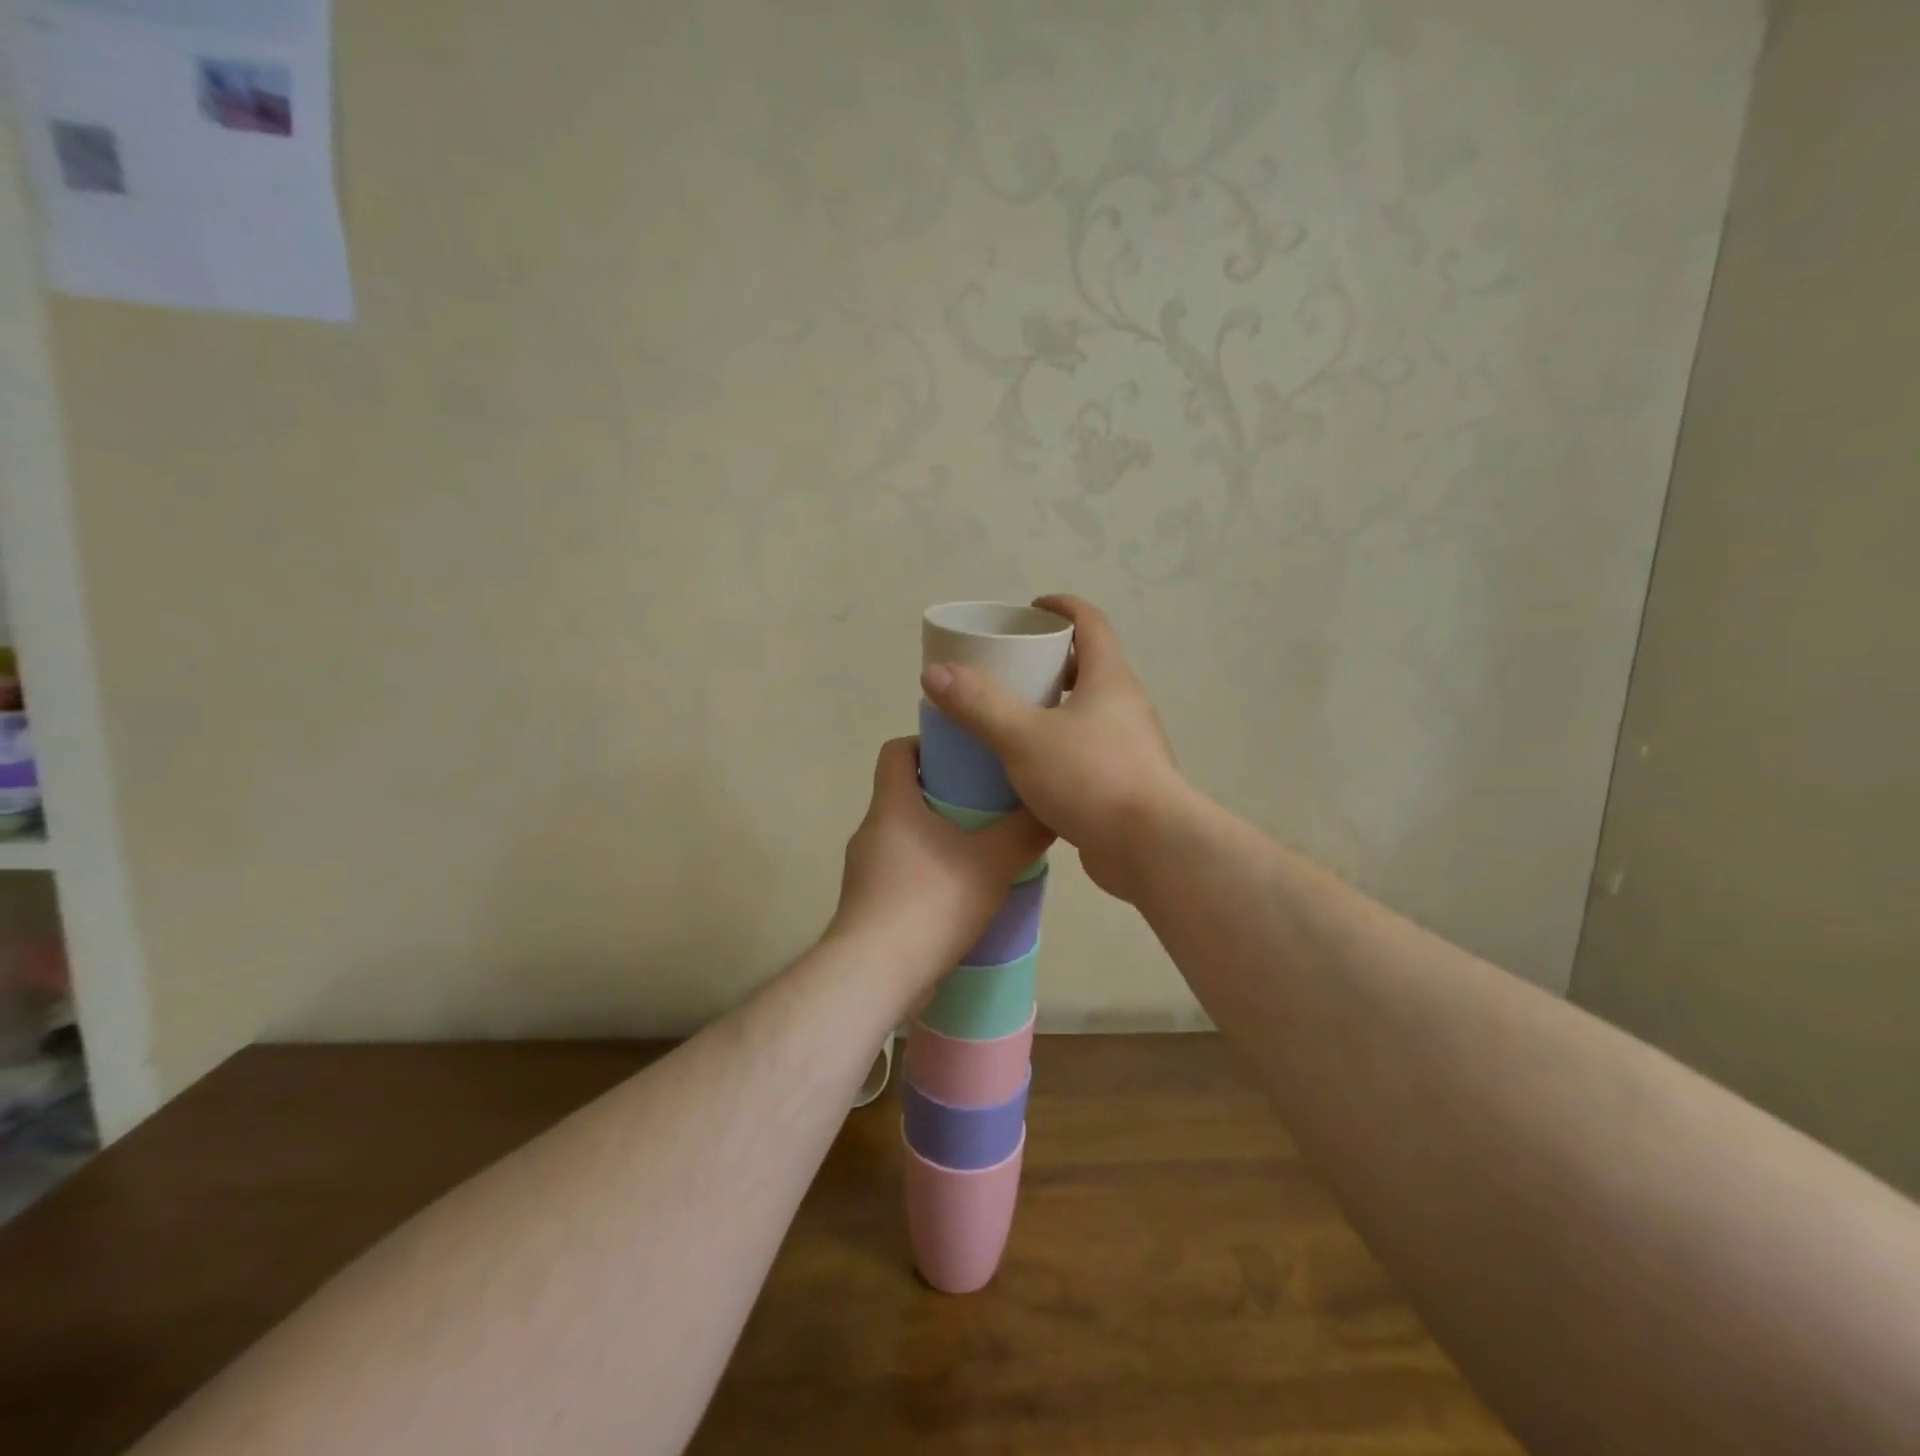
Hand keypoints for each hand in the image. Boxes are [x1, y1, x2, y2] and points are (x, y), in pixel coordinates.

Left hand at [827, 738, 1053, 987]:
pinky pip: (902, 873)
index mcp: (892, 805)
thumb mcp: (992, 862)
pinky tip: (961, 894)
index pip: (897, 750)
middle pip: (905, 794)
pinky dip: (929, 872)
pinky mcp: (868, 905)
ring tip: (982, 851)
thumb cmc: (931, 902)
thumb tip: (1051, 809)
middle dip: (945, 793)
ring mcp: (865, 870)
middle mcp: (871, 830)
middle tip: (989, 803)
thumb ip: (1024, 833)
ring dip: (939, 837)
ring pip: (905, 837)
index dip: (927, 743)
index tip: (964, 755)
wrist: (876, 974)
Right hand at [919, 595, 1188, 903]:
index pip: (1090, 623)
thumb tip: (934, 672)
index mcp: (1109, 679)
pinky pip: (1085, 751)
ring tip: (1009, 718)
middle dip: (1049, 661)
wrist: (1150, 848)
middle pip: (1087, 667)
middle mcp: (1124, 706)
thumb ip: (979, 704)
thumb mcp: (1024, 737)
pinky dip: (1057, 748)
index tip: (1029, 609)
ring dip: (1052, 708)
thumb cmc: (1091, 777)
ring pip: (1086, 713)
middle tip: (1008, 670)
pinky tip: (1027, 769)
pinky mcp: (1123, 783)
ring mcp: (1128, 746)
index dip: (1061, 608)